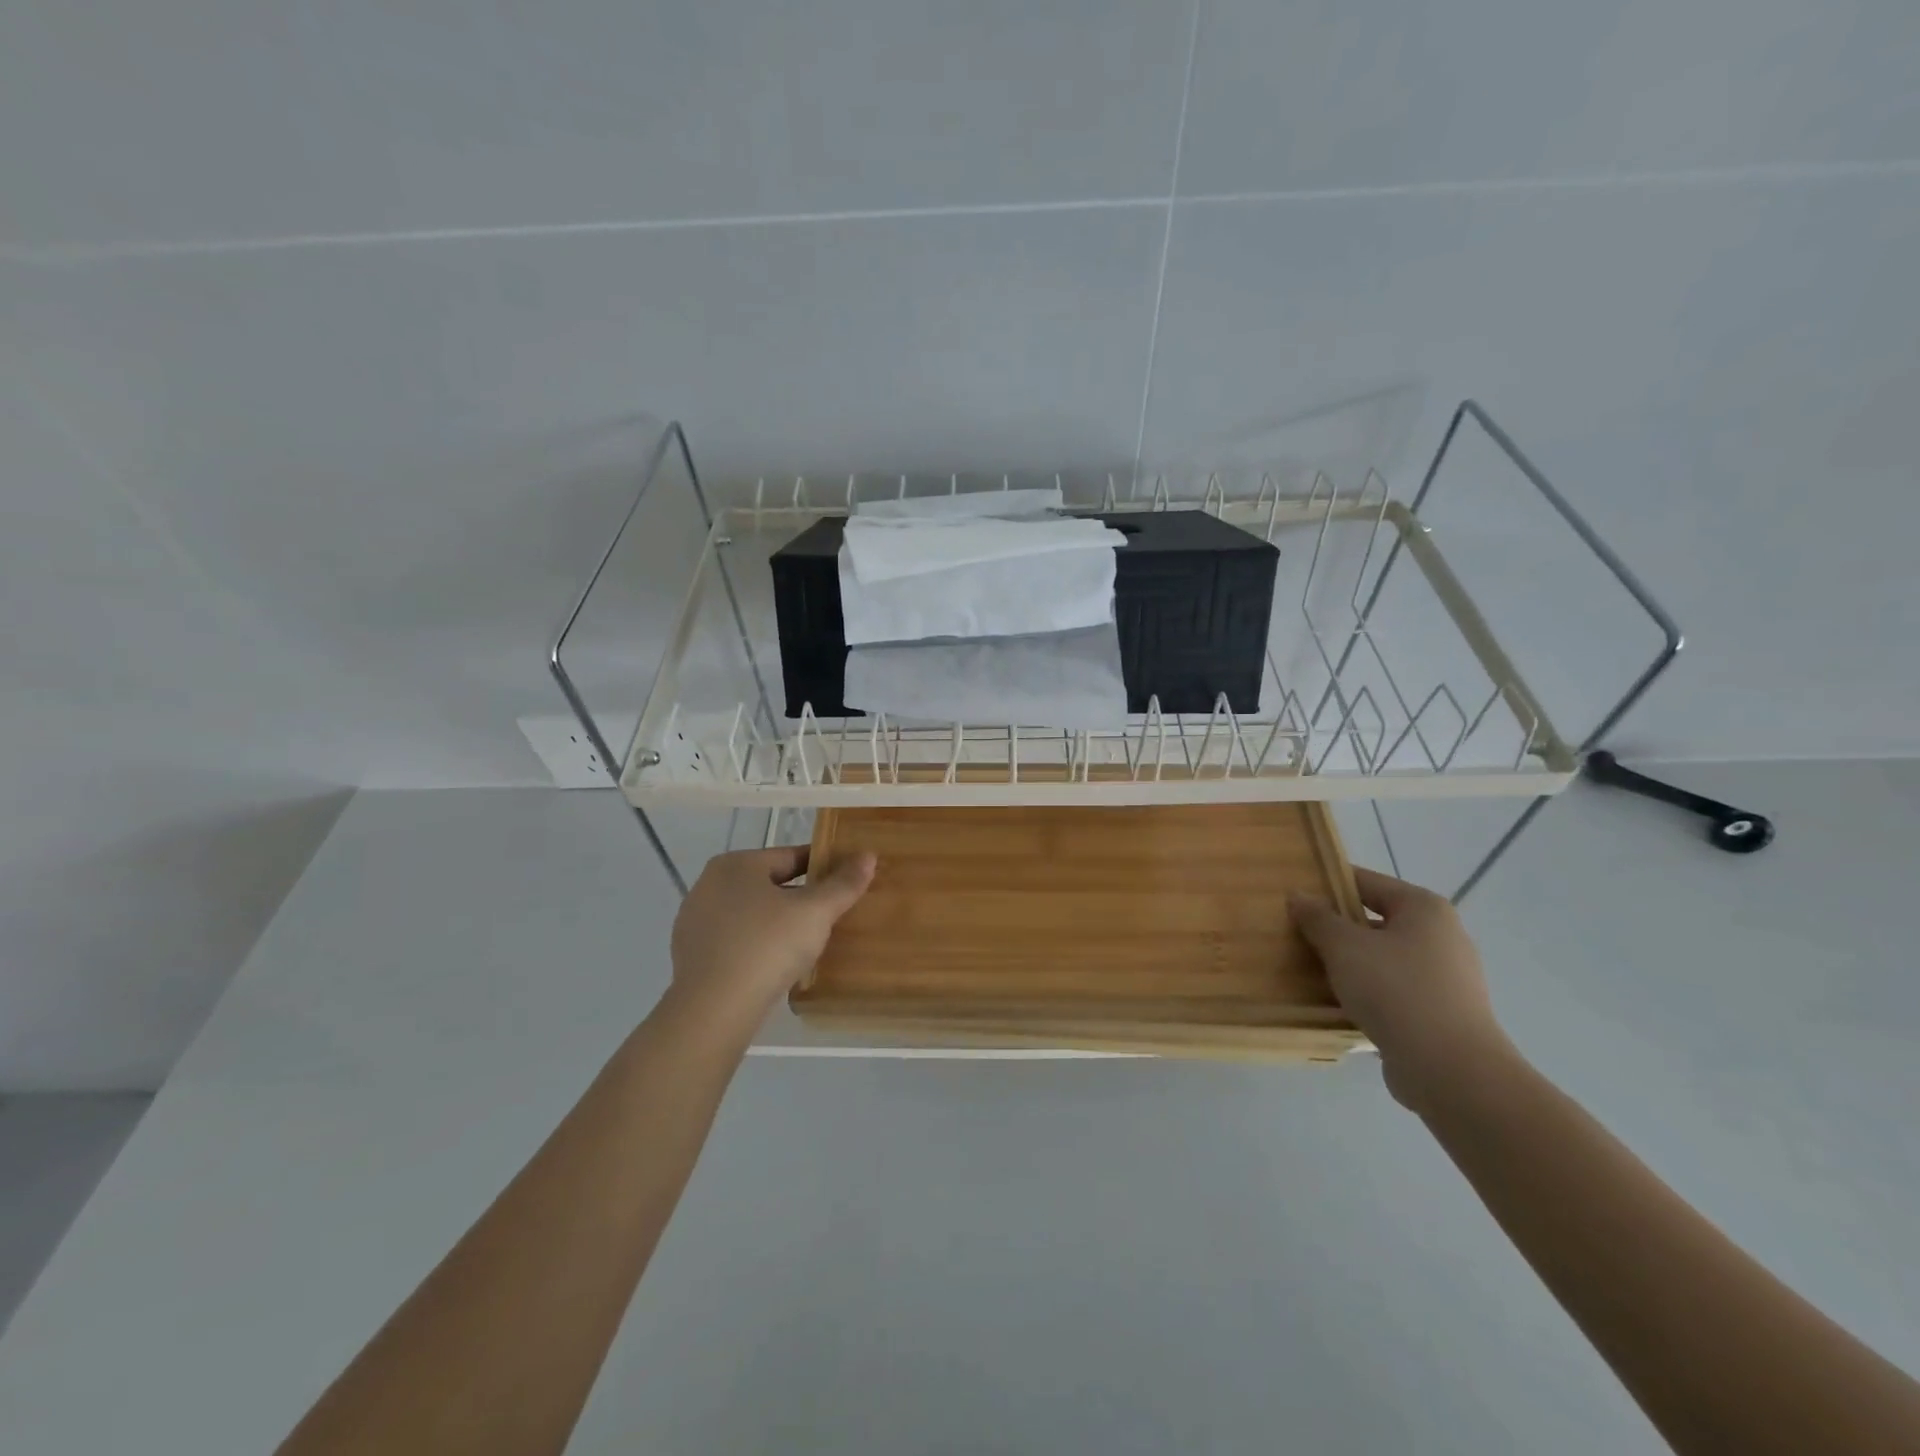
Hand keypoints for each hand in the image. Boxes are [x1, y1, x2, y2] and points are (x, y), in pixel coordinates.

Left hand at [667, 846, 876, 1029]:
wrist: (712, 1010)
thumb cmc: (767, 946)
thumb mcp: (815, 912)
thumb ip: (843, 883)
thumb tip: (868, 855)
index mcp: (736, 864)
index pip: (790, 856)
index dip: (823, 866)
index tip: (847, 880)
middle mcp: (710, 885)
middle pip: (770, 885)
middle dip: (801, 897)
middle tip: (832, 914)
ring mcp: (695, 921)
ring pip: (751, 914)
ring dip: (778, 923)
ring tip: (809, 942)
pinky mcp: (691, 955)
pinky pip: (736, 941)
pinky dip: (758, 946)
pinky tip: (776, 965)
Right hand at [1290, 867, 1512, 1111]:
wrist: (1450, 1070)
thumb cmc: (1395, 990)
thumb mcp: (1343, 946)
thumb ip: (1318, 918)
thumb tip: (1298, 896)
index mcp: (1424, 908)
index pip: (1366, 882)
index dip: (1328, 886)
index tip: (1295, 897)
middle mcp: (1442, 936)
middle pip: (1375, 921)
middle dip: (1337, 929)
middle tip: (1296, 935)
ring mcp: (1447, 977)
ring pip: (1383, 958)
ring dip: (1350, 964)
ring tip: (1310, 971)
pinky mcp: (1443, 1013)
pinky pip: (1394, 991)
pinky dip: (1368, 992)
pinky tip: (1338, 1003)